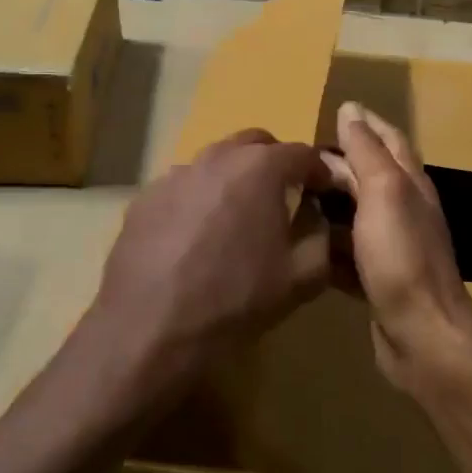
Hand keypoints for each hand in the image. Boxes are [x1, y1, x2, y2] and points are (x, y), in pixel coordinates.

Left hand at [88, 130, 332, 406]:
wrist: (150, 328)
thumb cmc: (234, 300)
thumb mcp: (301, 278)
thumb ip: (322, 238)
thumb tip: (319, 220)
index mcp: (260, 168)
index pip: (303, 154)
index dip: (321, 172)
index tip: (327, 194)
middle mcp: (216, 158)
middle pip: (256, 144)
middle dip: (276, 164)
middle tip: (284, 199)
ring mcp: (174, 175)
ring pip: (215, 162)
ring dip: (234, 178)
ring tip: (238, 219)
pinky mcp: (144, 198)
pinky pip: (183, 187)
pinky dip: (199, 199)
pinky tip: (196, 237)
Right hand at [326, 102, 471, 395]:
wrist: (422, 335)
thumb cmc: (402, 257)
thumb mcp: (383, 193)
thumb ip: (367, 152)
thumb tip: (351, 110)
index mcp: (410, 185)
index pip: (390, 140)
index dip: (366, 124)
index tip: (334, 111)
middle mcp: (405, 211)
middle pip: (371, 176)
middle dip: (341, 161)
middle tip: (298, 156)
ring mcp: (392, 248)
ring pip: (357, 214)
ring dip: (330, 202)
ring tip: (291, 194)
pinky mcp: (377, 279)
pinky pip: (348, 252)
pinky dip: (327, 243)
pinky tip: (300, 244)